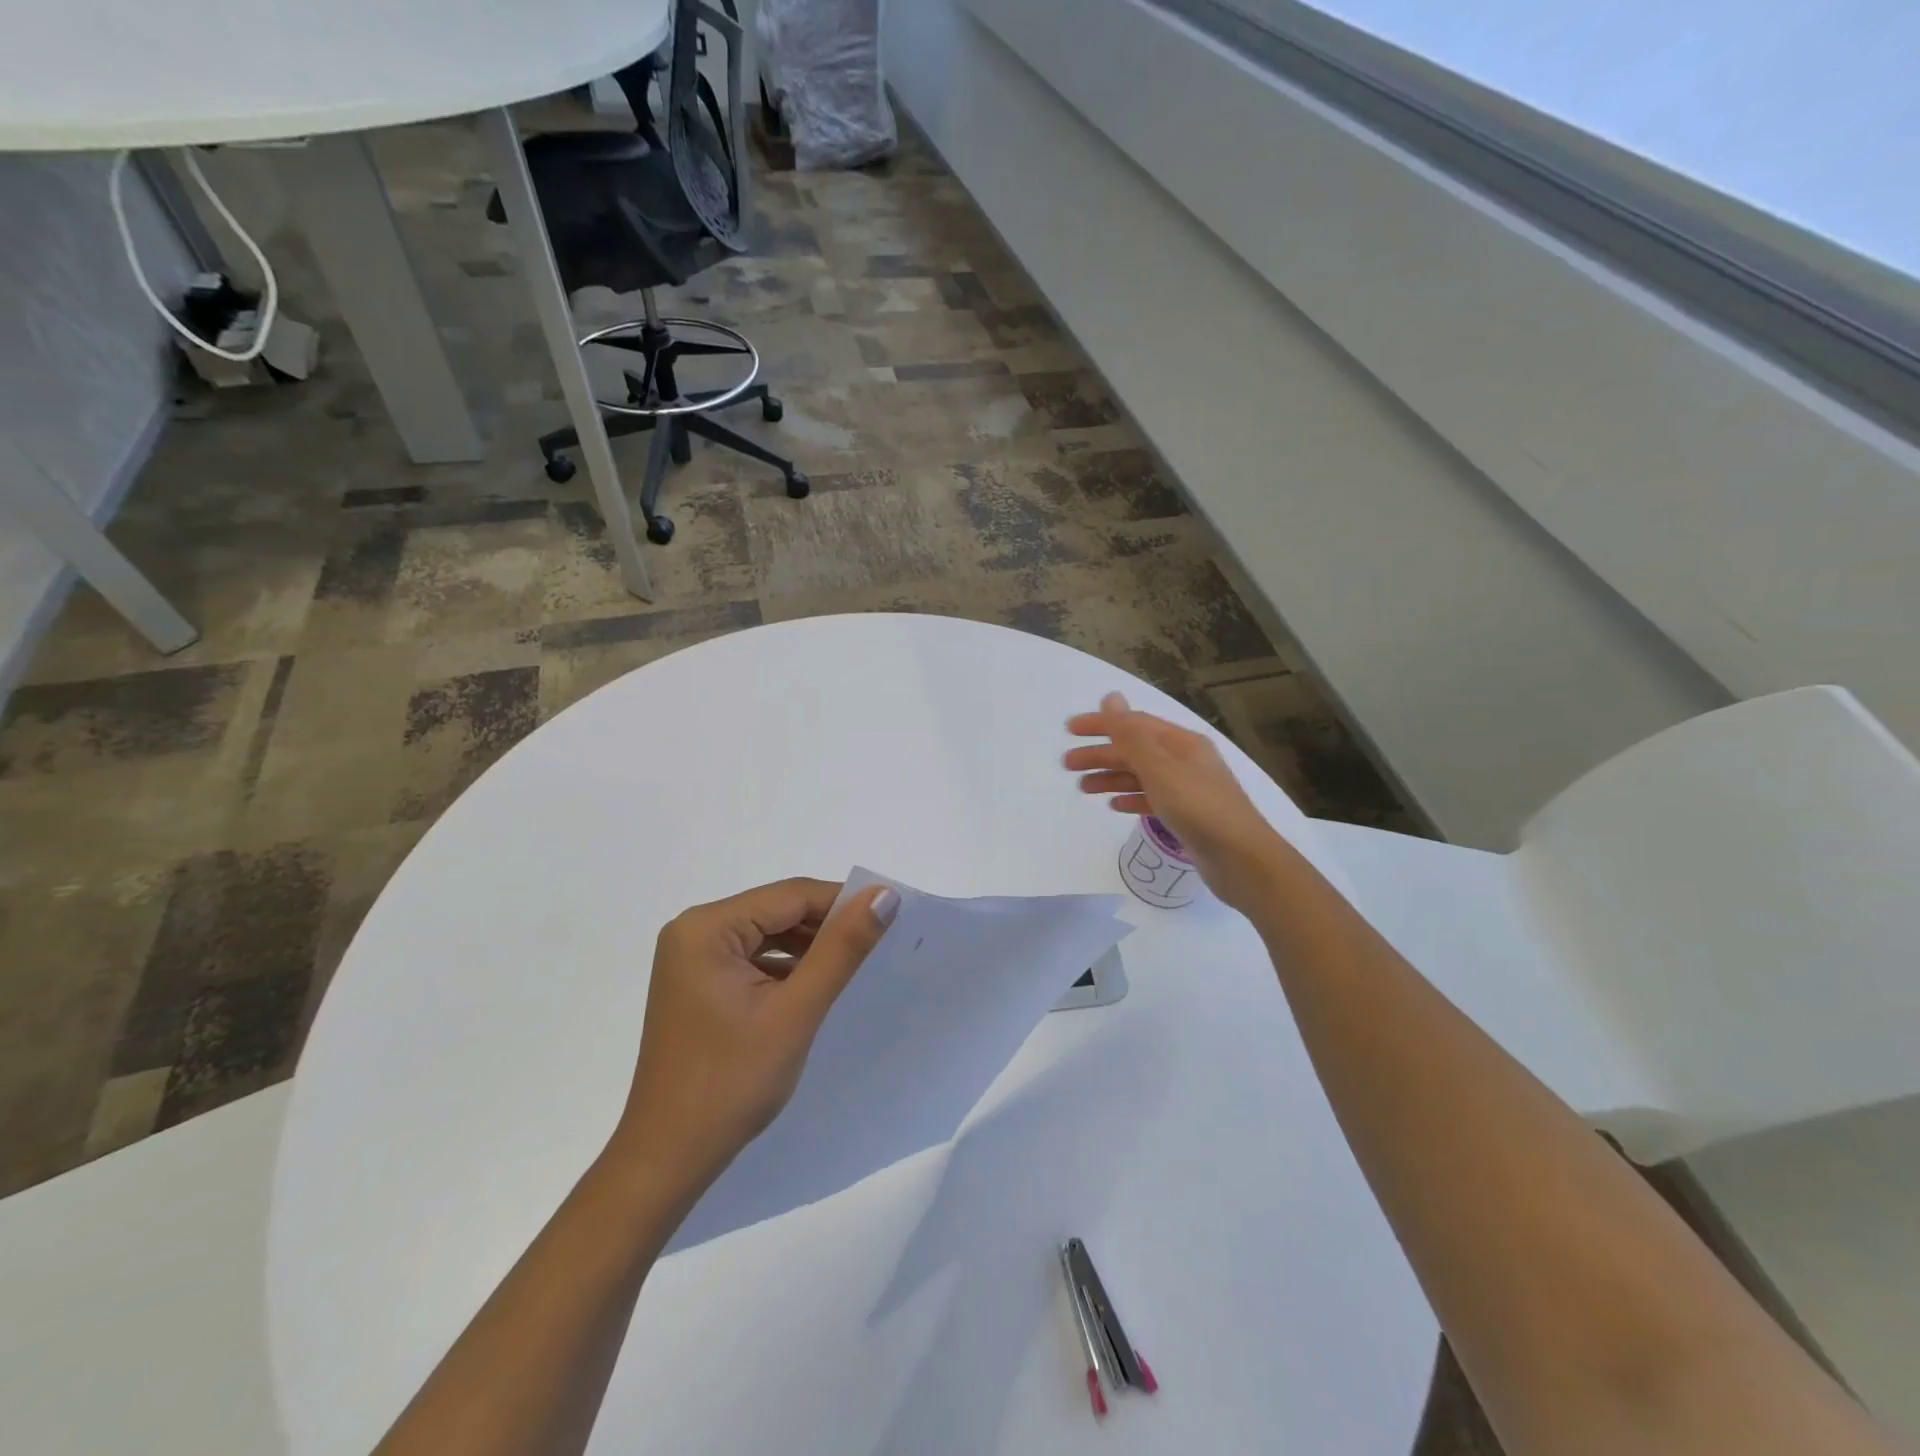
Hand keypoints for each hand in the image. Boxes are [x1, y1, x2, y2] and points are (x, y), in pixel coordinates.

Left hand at [607, 877, 899, 1195]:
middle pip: (777, 911)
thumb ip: (842, 949)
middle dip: (826, 926)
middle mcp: (693, 930)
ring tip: (851, 966)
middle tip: (877, 945)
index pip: (790, 896)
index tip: (891, 916)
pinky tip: (813, 985)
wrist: (669, 1158)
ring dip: (808, 947)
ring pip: (768, 933)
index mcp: (706, 927)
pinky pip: (753, 956)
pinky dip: (786, 966)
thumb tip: (884, 895)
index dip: (843, 902)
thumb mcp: (796, 1011)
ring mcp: (692, 957)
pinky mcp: (698, 981)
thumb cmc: (731, 1084)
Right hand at [1064, 692, 1291, 913]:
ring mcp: (1188, 789)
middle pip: (1136, 750)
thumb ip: (1131, 735)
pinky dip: (1131, 798)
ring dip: (1111, 777)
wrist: (1242, 860)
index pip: (1134, 724)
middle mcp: (1186, 760)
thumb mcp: (1160, 768)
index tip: (1070, 730)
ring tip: (1083, 788)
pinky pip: (1152, 798)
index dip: (1102, 724)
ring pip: (1141, 775)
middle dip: (1101, 754)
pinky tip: (1114, 806)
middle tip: (1068, 764)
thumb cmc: (1199, 808)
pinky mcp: (1187, 815)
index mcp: (1181, 743)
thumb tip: (1111, 697)